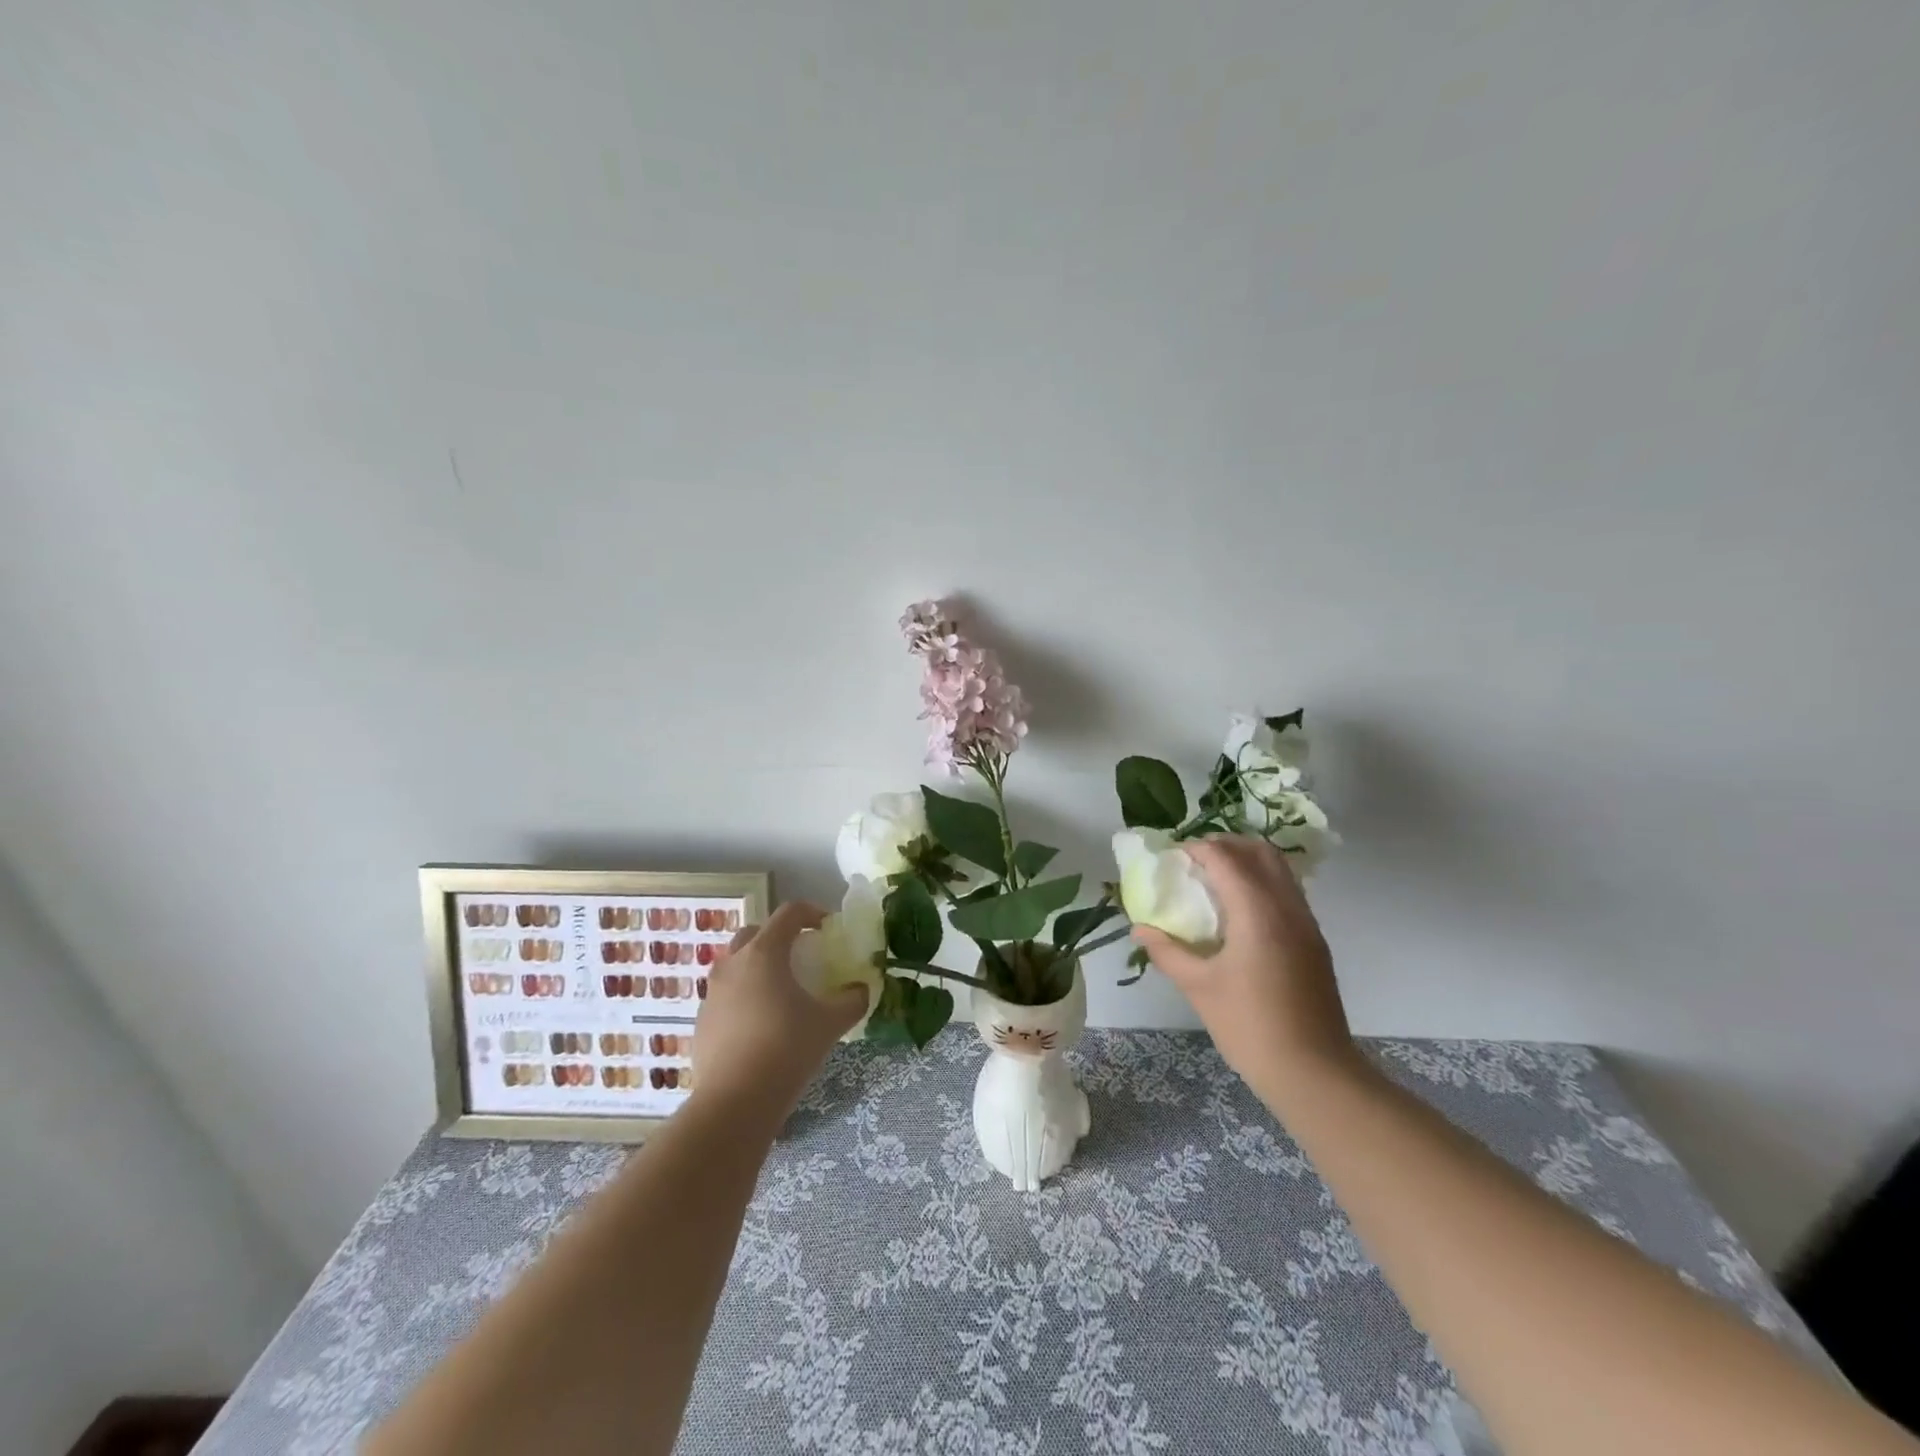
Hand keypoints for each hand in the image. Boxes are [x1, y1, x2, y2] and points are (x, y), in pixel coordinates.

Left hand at [690, 903, 868, 1128]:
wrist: (735, 1103)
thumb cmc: (786, 1049)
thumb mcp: (830, 1023)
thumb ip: (852, 1000)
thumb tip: (862, 990)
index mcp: (764, 953)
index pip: (789, 913)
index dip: (811, 912)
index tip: (827, 928)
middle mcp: (733, 964)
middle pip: (755, 933)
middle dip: (778, 937)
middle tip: (800, 956)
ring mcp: (712, 993)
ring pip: (735, 964)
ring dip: (757, 967)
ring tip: (780, 992)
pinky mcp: (702, 1021)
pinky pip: (726, 995)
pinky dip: (743, 997)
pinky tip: (760, 1024)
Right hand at [1132, 836, 1358, 1108]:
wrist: (1314, 1073)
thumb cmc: (1250, 1026)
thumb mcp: (1199, 988)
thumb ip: (1167, 951)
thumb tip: (1139, 928)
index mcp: (1258, 913)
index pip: (1227, 859)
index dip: (1198, 849)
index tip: (1172, 856)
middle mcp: (1287, 908)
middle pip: (1261, 852)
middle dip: (1226, 845)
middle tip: (1195, 860)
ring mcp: (1307, 924)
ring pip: (1280, 870)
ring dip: (1247, 862)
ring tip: (1214, 881)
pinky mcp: (1314, 942)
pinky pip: (1287, 892)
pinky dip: (1262, 884)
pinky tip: (1239, 912)